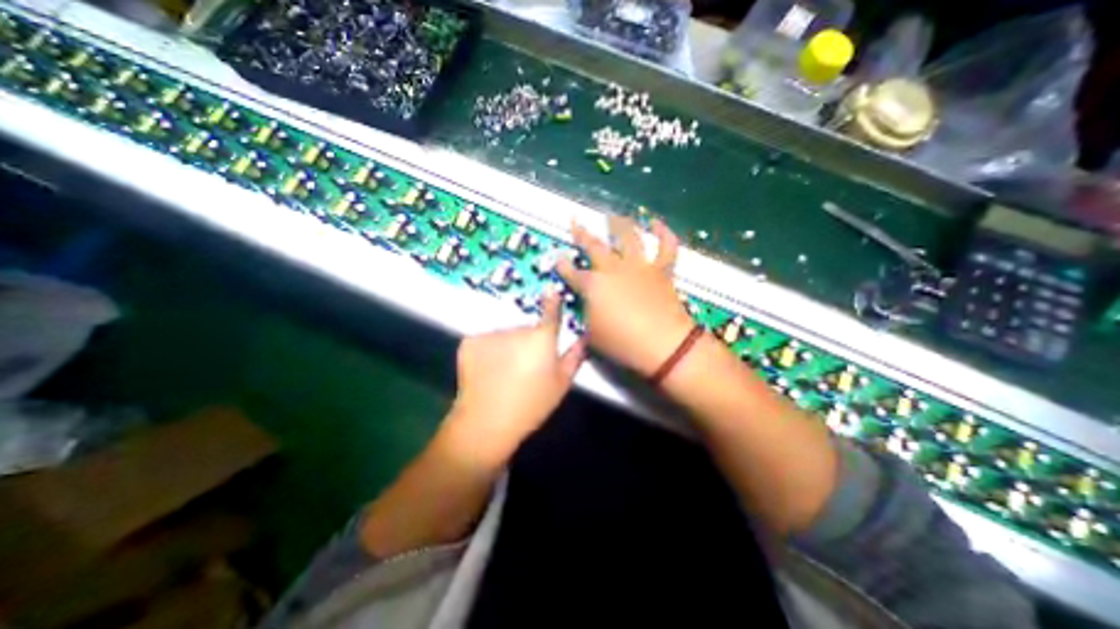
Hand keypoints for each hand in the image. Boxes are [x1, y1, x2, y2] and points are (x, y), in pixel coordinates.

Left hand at [448, 292, 586, 460]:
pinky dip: (488, 351)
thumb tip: (584, 336)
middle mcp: (516, 329)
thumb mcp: (561, 383)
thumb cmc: (531, 405)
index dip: (552, 301)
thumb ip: (574, 356)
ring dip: (507, 346)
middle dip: (527, 341)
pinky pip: (486, 341)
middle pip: (526, 329)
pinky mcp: (470, 341)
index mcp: (542, 338)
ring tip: (504, 372)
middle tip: (525, 366)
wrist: (487, 421)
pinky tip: (487, 370)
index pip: (550, 312)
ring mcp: (491, 333)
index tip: (552, 290)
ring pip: (505, 335)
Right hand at [555, 215, 695, 374]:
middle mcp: (614, 269)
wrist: (663, 345)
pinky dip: (662, 232)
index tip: (558, 259)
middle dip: (582, 234)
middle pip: (595, 246)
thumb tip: (588, 306)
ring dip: (619, 225)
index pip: (572, 273)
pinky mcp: (661, 270)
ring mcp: (639, 266)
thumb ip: (587, 316)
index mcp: (594, 286)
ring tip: (613, 216)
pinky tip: (655, 222)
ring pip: (629, 237)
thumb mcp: (593, 335)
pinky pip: (665, 246)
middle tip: (575, 222)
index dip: (563, 266)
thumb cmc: (622, 343)